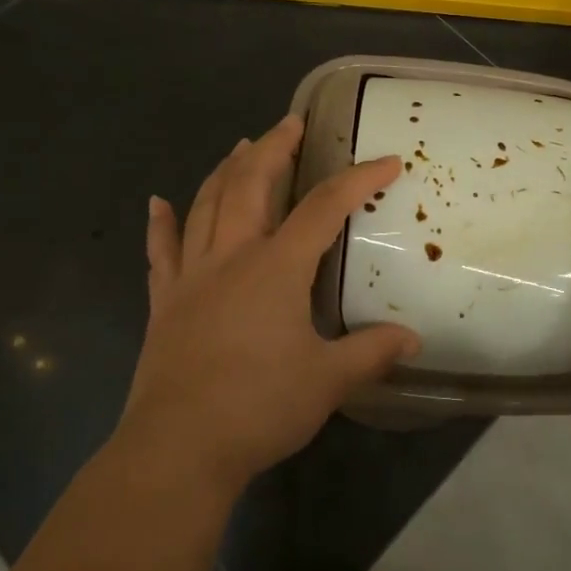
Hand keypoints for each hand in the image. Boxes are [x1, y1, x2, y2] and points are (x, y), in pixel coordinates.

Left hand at [120, 114, 420, 496]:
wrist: (178, 448)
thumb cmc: (259, 407)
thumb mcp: (328, 381)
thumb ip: (371, 352)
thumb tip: (413, 340)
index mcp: (276, 267)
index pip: (324, 207)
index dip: (358, 179)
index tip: (386, 161)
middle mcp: (232, 257)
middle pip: (251, 185)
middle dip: (274, 149)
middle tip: (291, 122)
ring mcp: (191, 276)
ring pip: (206, 206)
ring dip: (225, 171)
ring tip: (240, 145)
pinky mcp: (163, 302)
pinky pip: (160, 252)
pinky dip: (160, 224)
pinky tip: (157, 202)